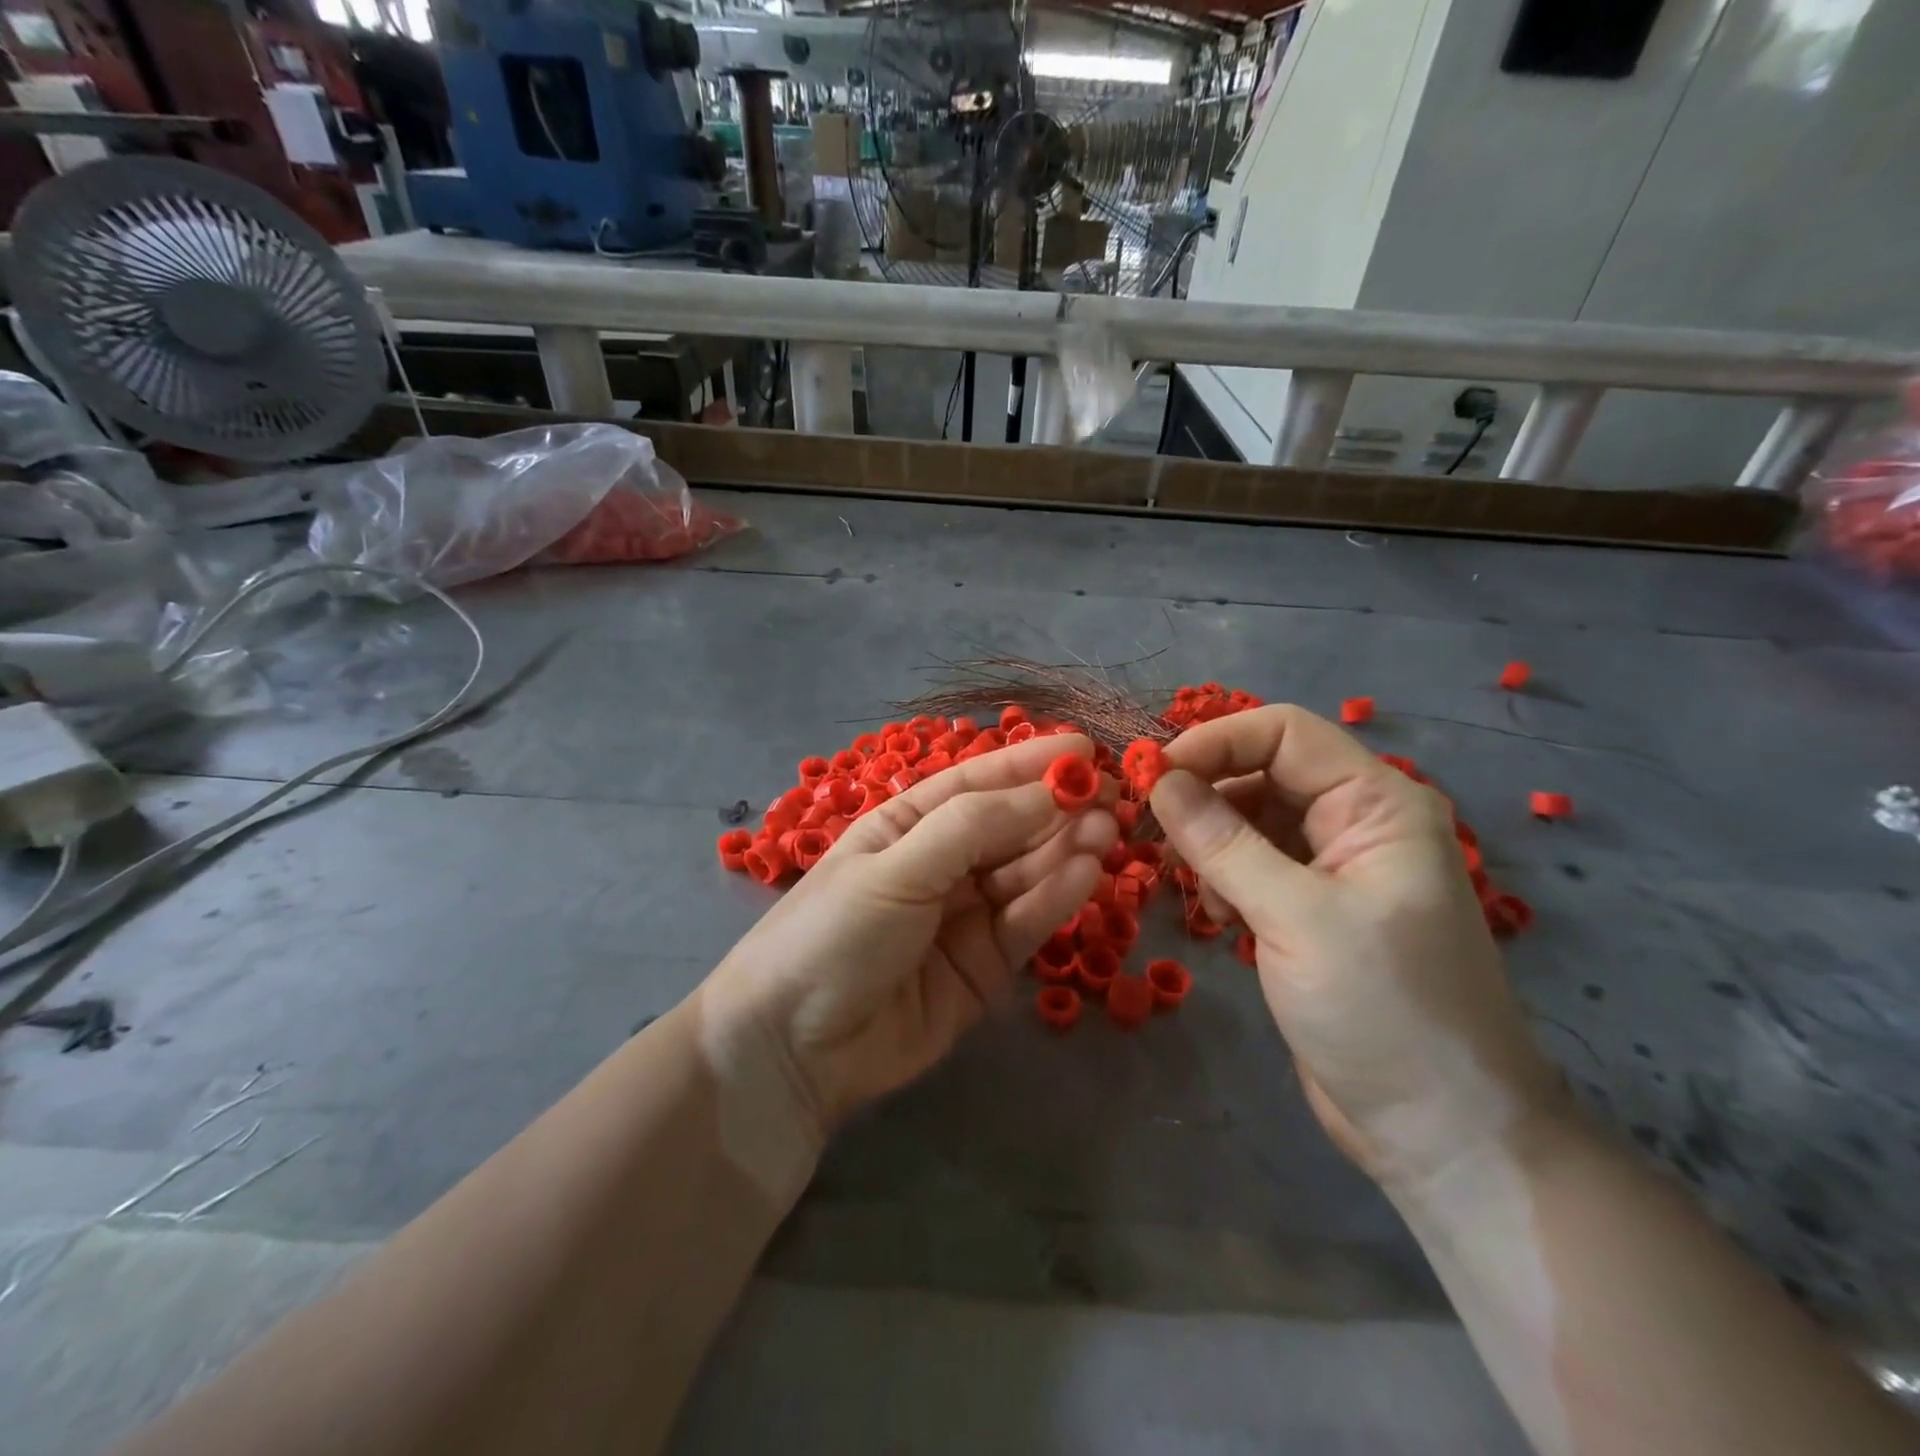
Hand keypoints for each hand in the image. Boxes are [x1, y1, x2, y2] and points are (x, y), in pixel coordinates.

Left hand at [701, 736, 1116, 1142]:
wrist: (792, 1051)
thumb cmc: (832, 935)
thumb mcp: (896, 869)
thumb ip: (972, 829)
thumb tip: (1048, 792)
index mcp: (905, 825)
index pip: (976, 783)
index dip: (1028, 764)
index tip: (1084, 749)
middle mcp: (939, 863)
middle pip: (1009, 827)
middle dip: (1056, 809)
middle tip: (1111, 797)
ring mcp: (964, 915)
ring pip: (1024, 873)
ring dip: (1065, 850)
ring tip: (1107, 831)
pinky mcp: (984, 966)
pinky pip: (1025, 922)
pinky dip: (1055, 897)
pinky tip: (1086, 874)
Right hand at [1149, 705, 1564, 1187]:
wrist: (1441, 1132)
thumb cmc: (1383, 1012)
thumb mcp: (1294, 918)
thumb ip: (1222, 842)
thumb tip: (1159, 778)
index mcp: (1378, 804)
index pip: (1285, 733)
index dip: (1215, 741)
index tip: (1152, 774)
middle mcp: (1359, 822)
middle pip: (1265, 771)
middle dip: (1206, 792)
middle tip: (1152, 829)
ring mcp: (1336, 867)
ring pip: (1253, 818)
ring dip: (1212, 840)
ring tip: (1199, 888)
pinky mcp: (1313, 908)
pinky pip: (1254, 863)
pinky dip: (1225, 875)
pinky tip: (1221, 913)